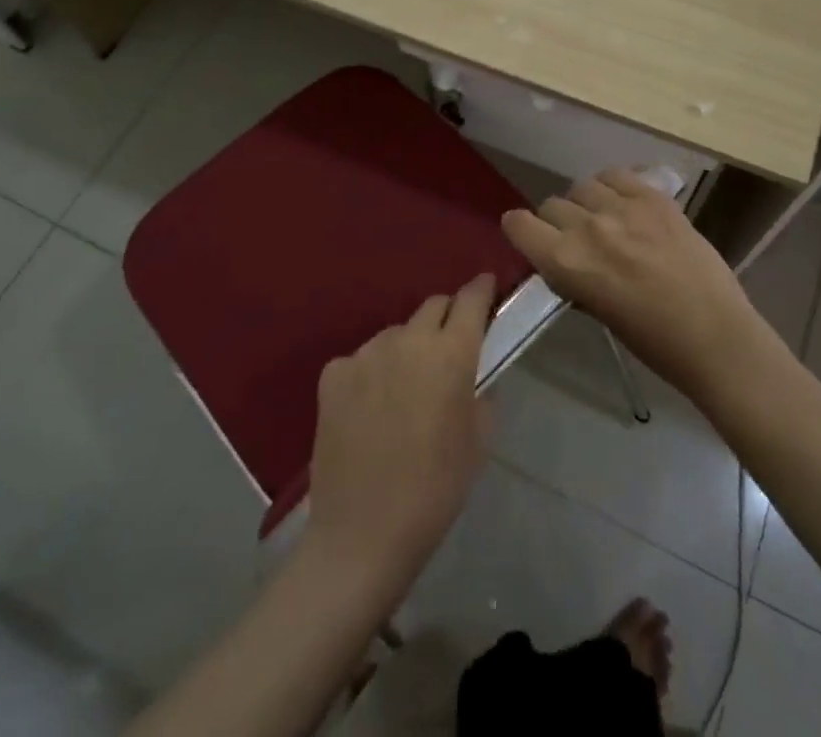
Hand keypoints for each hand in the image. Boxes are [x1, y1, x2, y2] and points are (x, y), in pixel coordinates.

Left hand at [304, 274, 495, 594]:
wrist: (363, 533)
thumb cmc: (435, 490)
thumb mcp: (477, 442)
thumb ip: (480, 394)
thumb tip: (472, 375)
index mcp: (450, 354)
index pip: (470, 300)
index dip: (481, 290)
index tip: (487, 286)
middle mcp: (407, 340)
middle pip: (433, 307)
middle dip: (446, 318)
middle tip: (449, 346)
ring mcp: (365, 353)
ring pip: (396, 334)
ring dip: (408, 348)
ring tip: (406, 388)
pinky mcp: (333, 373)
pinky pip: (362, 359)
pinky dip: (372, 372)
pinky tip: (370, 408)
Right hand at [501, 169, 758, 401]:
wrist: (715, 335)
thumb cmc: (653, 342)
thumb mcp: (597, 311)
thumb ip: (574, 277)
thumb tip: (565, 260)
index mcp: (566, 263)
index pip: (519, 225)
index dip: (520, 230)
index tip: (529, 237)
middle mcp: (587, 227)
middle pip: (551, 204)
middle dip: (557, 222)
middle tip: (578, 240)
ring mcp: (623, 207)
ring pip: (583, 186)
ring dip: (586, 203)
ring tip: (605, 220)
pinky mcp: (654, 197)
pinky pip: (617, 175)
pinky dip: (613, 186)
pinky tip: (625, 204)